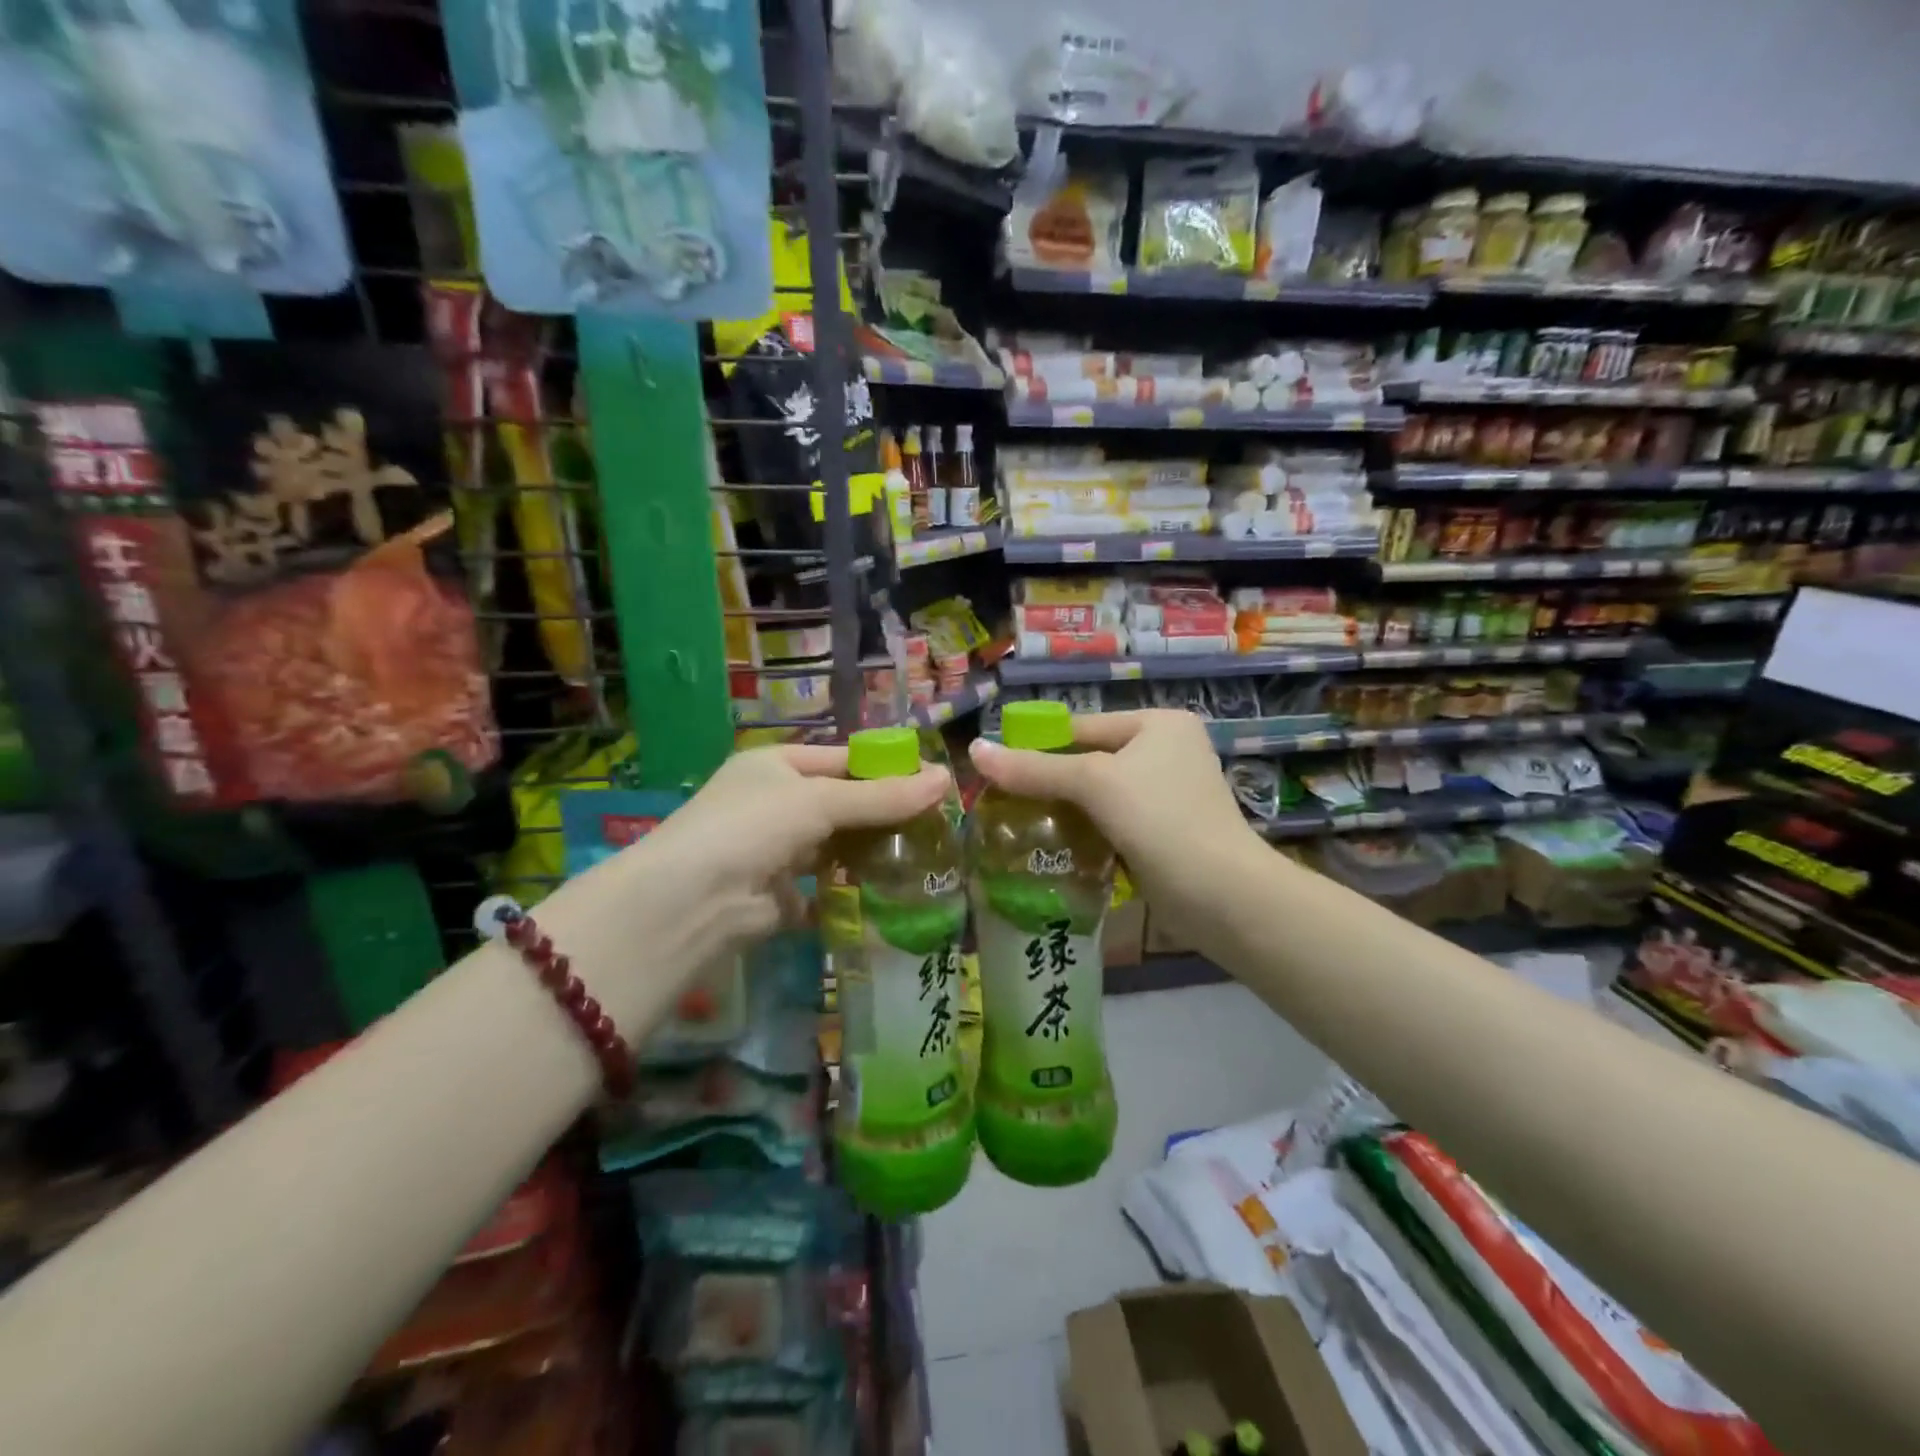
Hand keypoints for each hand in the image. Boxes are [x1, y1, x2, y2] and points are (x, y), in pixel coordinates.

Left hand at [597, 744, 950, 970]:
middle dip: (884, 813)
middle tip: (937, 823)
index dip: (886, 768)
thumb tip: (945, 778)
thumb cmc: (754, 826)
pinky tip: (894, 892)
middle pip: (842, 804)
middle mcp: (774, 804)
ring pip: (836, 846)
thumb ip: (882, 796)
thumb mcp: (821, 801)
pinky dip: (853, 890)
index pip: (842, 760)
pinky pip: (826, 888)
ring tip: (926, 856)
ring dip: (872, 852)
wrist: (694, 901)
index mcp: (776, 766)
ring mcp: (775, 851)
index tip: (932, 781)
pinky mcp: (780, 896)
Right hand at [968, 710, 1259, 928]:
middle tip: (1001, 802)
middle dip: (1048, 782)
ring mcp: (1168, 794)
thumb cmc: (1160, 820)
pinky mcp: (1164, 832)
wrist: (1221, 895)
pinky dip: (1085, 832)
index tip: (994, 769)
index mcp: (1158, 724)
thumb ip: (1034, 768)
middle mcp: (1167, 751)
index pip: (1081, 727)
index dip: (1036, 746)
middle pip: (1089, 761)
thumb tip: (973, 751)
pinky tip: (1051, 847)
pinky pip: (1112, 822)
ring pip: (1099, 796)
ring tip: (1016, 825)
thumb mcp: (1094, 784)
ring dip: (1064, 811)